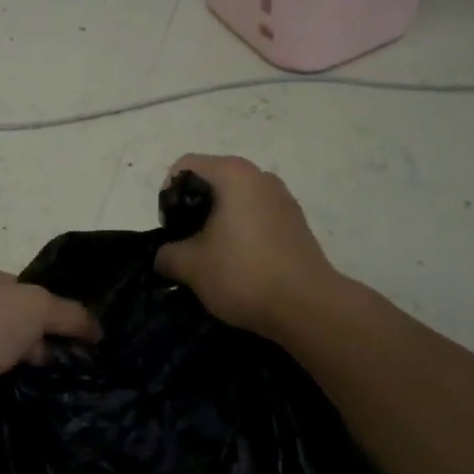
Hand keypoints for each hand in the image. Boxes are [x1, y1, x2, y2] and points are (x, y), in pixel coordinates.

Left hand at [0, 266, 97, 431]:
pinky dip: (12, 386)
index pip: (22, 287)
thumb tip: (97, 330)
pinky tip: (35, 395)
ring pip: (5, 352)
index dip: (49, 304)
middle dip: (40, 337)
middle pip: (14, 320)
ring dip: (26, 363)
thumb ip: (70, 314)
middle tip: (72, 356)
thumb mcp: (39, 305)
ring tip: (62, 379)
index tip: (75, 326)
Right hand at [154, 154, 335, 338]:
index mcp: (233, 174)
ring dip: (219, 222)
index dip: (168, 195)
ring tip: (213, 256)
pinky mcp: (297, 223)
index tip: (171, 229)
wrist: (308, 307)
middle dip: (194, 210)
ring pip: (236, 200)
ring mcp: (283, 198)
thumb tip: (165, 256)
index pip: (185, 166)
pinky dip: (242, 232)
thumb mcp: (190, 266)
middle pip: (212, 181)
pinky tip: (241, 264)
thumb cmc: (243, 273)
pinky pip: (257, 217)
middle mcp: (261, 176)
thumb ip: (167, 254)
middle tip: (187, 244)